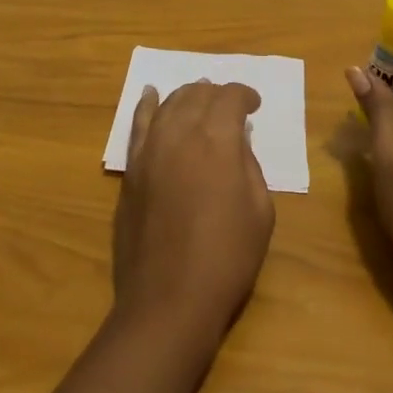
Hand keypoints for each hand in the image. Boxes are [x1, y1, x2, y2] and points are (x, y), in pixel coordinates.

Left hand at [113, 80, 274, 345]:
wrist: (169, 299)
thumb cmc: (227, 258)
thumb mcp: (260, 211)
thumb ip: (249, 165)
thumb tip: (237, 141)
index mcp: (217, 140)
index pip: (230, 98)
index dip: (245, 96)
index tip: (255, 105)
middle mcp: (180, 132)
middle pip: (198, 95)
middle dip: (217, 94)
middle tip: (230, 106)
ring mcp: (150, 148)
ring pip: (169, 104)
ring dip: (187, 96)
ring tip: (199, 97)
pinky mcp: (131, 168)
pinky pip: (138, 124)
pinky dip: (146, 104)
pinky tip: (151, 94)